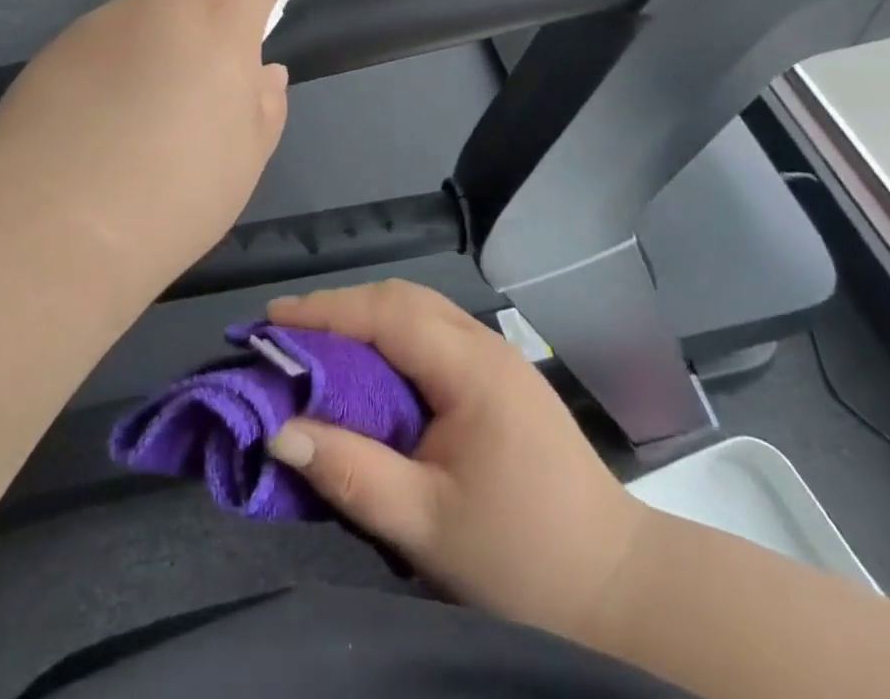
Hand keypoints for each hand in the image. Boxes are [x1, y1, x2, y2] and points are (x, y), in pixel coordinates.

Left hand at [0, 0, 327, 283]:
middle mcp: (158, 4)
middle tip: (221, 73)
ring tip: (159, 118)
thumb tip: (259, 72)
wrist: (41, 230)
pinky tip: (111, 127)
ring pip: (151, 13)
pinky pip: (110, 42)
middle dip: (222, 7)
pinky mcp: (55, 52)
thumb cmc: (171, 194)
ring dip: (170, 42)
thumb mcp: (244, 158)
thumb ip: (264, 104)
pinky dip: (127, 65)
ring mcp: (99, 24)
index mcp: (218, 19)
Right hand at [265, 280, 648, 646]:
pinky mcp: (501, 376)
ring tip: (314, 343)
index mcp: (472, 368)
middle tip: (284, 332)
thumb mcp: (428, 525)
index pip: (386, 314)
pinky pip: (432, 334)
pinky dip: (389, 337)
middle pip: (401, 299)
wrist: (620, 590)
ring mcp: (498, 356)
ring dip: (363, 317)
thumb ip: (352, 471)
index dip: (325, 310)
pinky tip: (368, 366)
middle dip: (338, 308)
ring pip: (417, 311)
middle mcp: (485, 345)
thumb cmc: (524, 559)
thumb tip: (277, 429)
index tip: (270, 320)